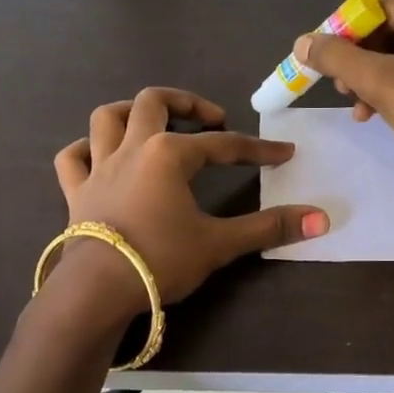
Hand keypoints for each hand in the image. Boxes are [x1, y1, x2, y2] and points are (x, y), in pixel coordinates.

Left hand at [52, 87, 328, 308]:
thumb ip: (268, 228)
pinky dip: (85, 150)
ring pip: (106, 118)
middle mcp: (131, 149)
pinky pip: (72, 158)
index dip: (256, 148)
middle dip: (187, 103)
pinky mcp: (75, 192)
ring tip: (153, 123)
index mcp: (168, 154)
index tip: (282, 153)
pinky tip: (98, 156)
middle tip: (211, 120)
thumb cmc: (160, 260)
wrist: (97, 290)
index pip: (222, 145)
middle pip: (154, 102)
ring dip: (130, 112)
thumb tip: (322, 218)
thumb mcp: (219, 244)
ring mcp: (98, 168)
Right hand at [294, 0, 393, 168]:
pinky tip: (368, 114)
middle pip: (387, 34)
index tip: (323, 57)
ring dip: (367, 80)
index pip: (382, 10)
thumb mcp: (382, 81)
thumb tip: (301, 43)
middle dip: (358, 61)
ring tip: (353, 103)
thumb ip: (338, 58)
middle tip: (339, 85)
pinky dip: (384, 93)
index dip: (348, 31)